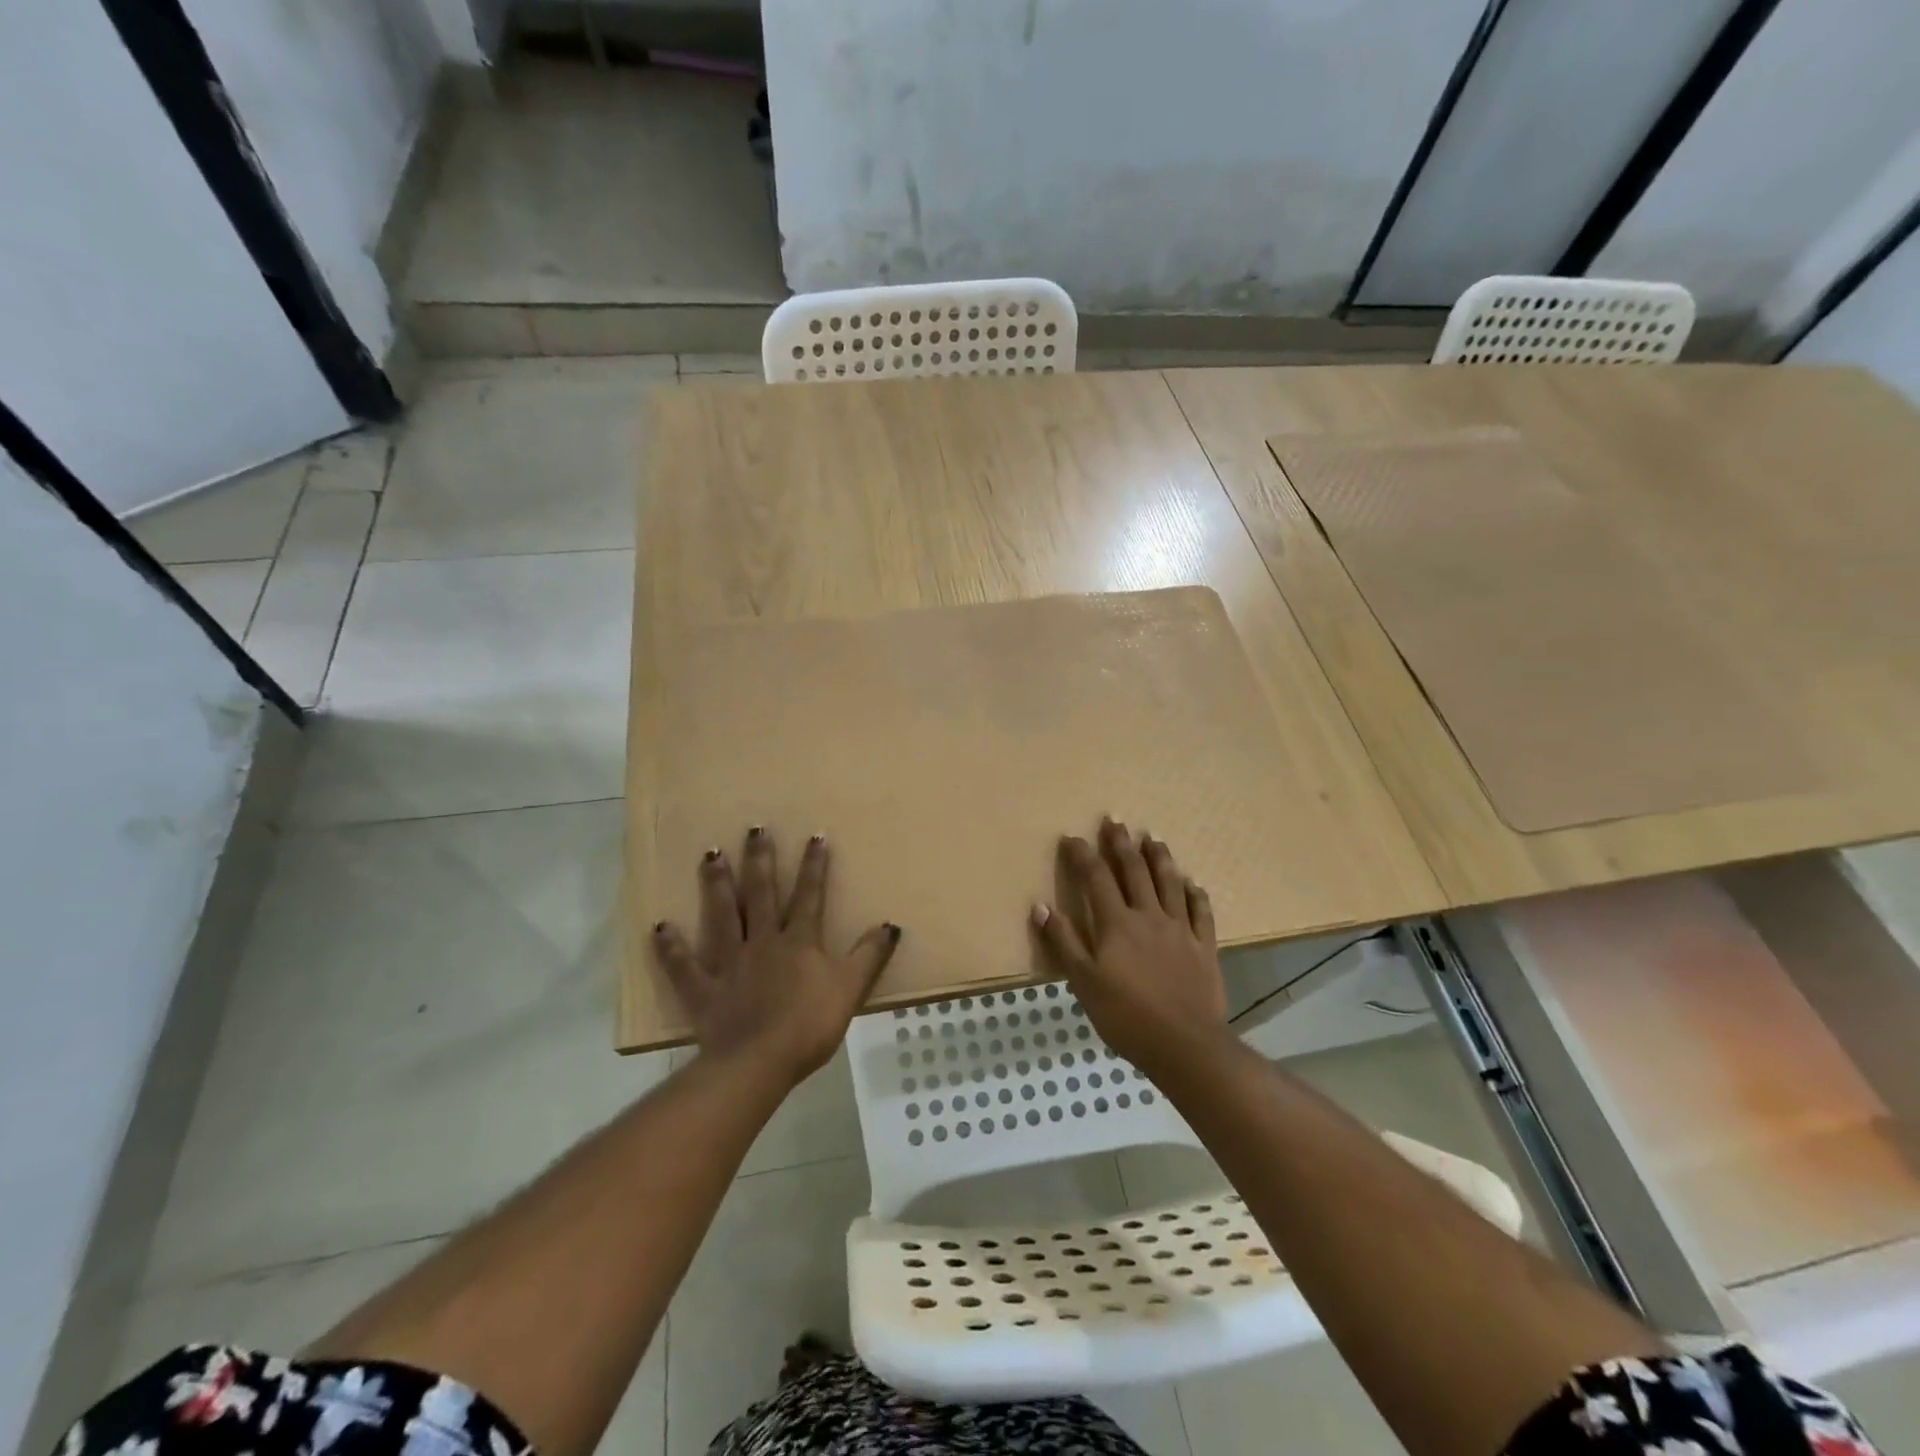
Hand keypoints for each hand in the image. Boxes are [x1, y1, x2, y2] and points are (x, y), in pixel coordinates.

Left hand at [652, 828, 899, 1086]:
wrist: (759, 1063)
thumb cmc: (809, 1025)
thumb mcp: (850, 989)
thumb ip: (869, 956)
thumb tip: (891, 924)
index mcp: (798, 942)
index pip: (810, 896)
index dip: (814, 866)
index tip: (815, 836)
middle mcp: (762, 942)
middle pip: (761, 894)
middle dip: (760, 860)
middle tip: (754, 828)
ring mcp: (729, 963)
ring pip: (722, 915)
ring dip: (717, 884)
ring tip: (710, 853)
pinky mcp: (703, 990)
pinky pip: (683, 966)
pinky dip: (670, 947)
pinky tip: (659, 926)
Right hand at [1032, 818, 1228, 1072]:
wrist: (1185, 1044)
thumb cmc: (1126, 1016)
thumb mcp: (1084, 982)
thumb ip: (1064, 941)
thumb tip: (1040, 905)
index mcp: (1116, 924)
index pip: (1096, 878)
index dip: (1082, 855)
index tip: (1072, 837)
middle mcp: (1148, 916)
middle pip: (1134, 871)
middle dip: (1121, 844)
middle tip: (1114, 821)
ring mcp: (1180, 929)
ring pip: (1169, 883)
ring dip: (1160, 858)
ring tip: (1153, 838)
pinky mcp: (1204, 946)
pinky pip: (1201, 912)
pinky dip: (1196, 894)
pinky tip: (1193, 883)